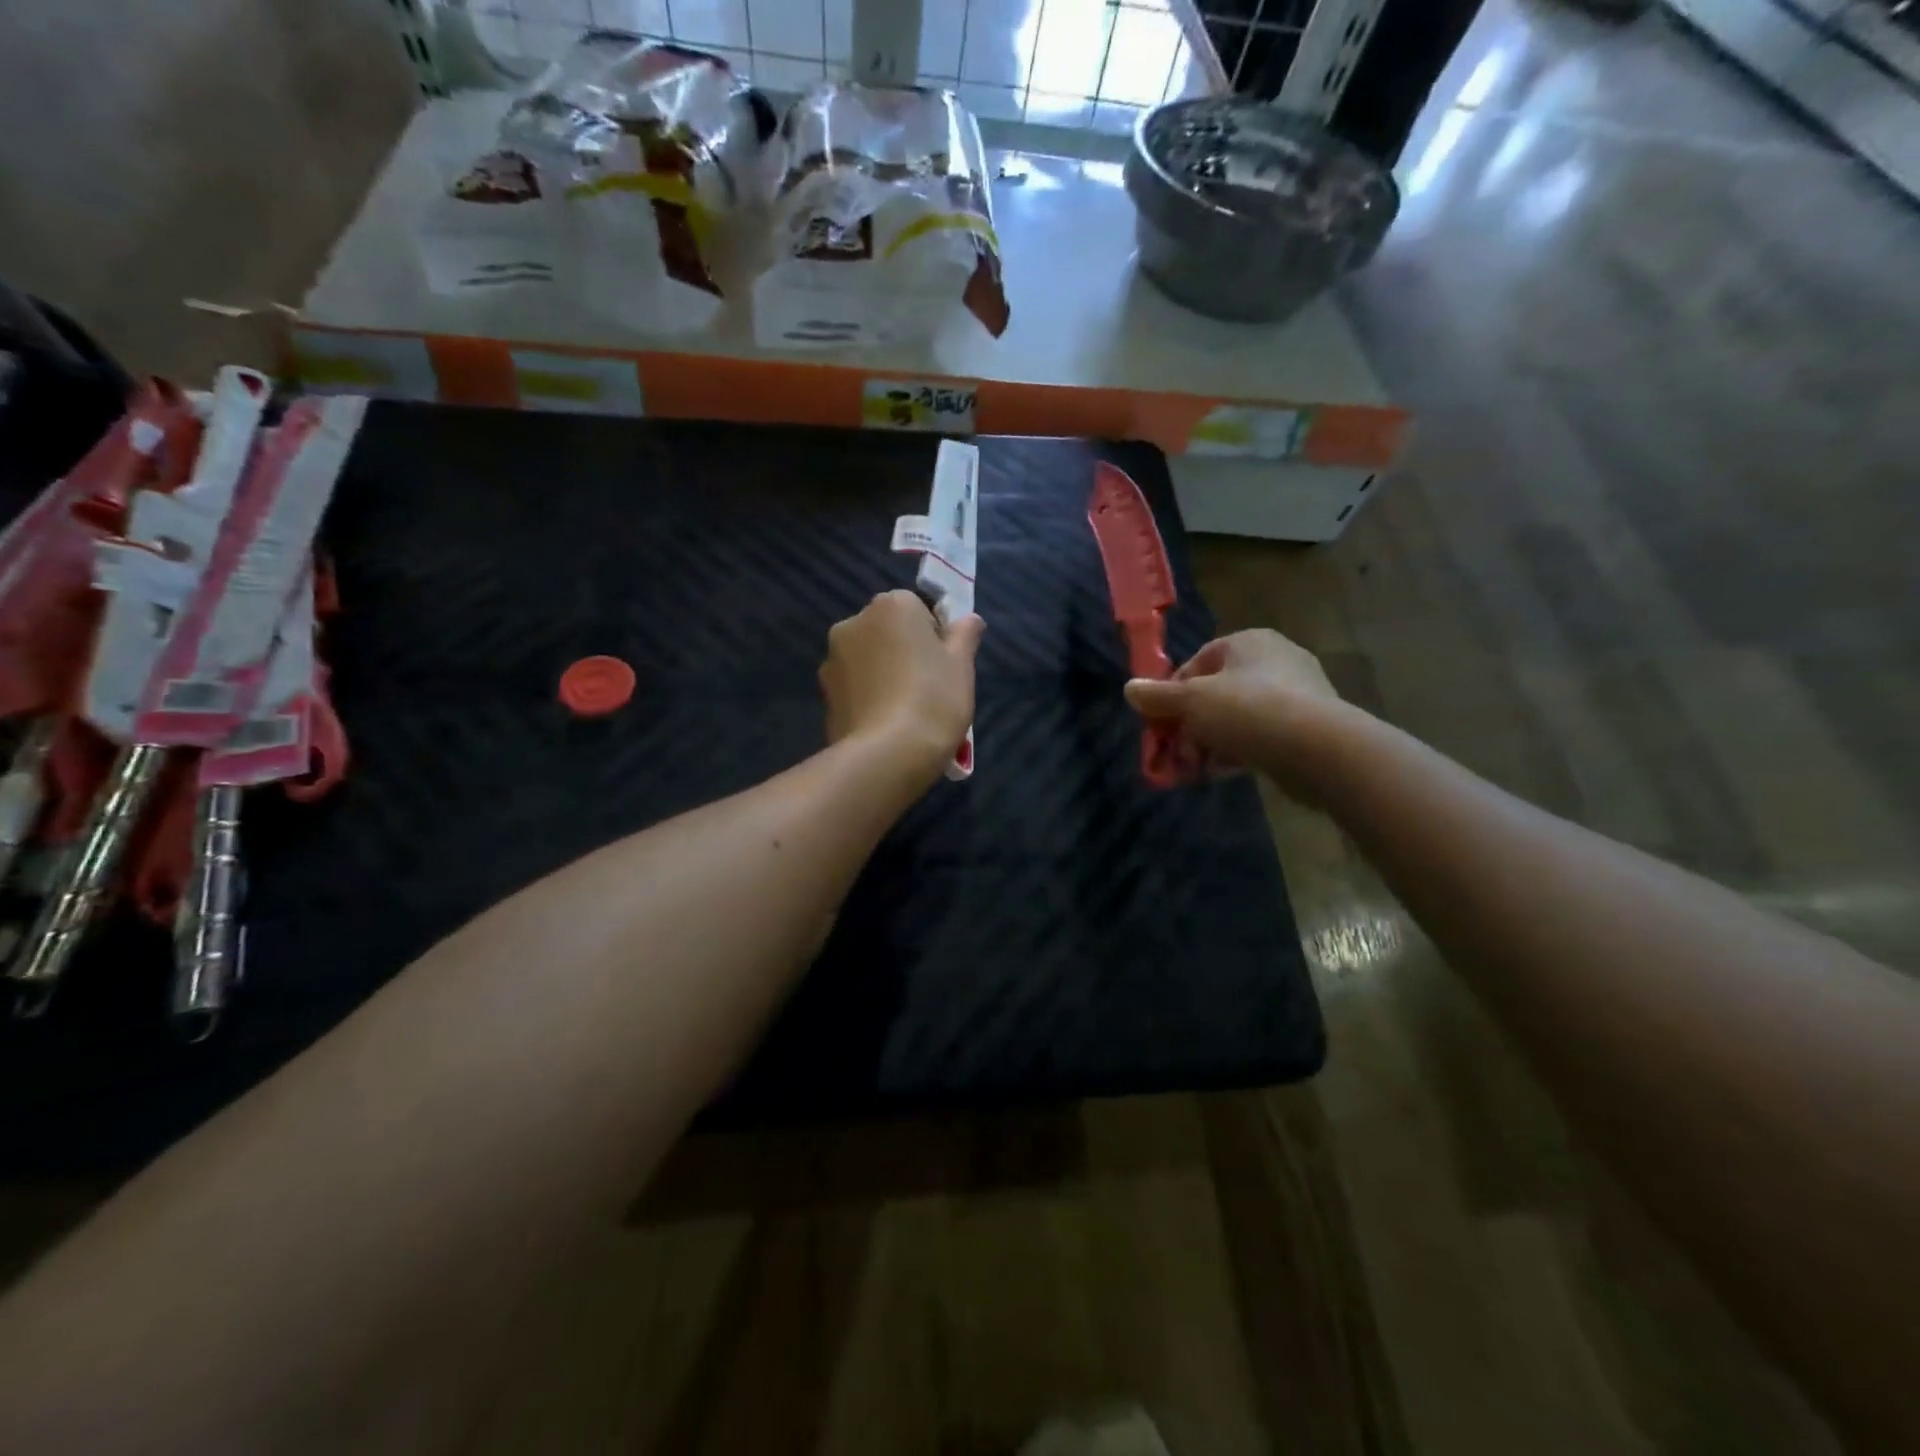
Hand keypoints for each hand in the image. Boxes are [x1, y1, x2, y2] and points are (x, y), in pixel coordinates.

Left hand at [820, 590, 983, 784]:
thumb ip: (965, 635)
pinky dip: (867, 699)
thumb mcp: (962, 665)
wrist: (886, 755)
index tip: (944, 667)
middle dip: (904, 653)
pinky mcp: (823, 694)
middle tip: (928, 690)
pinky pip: (853, 688)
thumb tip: (969, 620)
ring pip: (867, 661)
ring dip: (883, 676)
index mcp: (891, 605)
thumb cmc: (933, 699)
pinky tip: (884, 725)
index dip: (934, 638)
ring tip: (905, 714)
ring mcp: (832, 659)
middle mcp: (853, 622)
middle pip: (887, 633)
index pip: (917, 609)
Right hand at [1124, 630, 1346, 795]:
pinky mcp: (1308, 725)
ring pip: (1238, 716)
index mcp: (1248, 641)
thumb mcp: (1191, 701)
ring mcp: (1296, 693)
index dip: (1173, 693)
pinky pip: (1262, 734)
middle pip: (1216, 692)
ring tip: (1197, 768)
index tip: (1162, 722)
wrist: (1319, 749)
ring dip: (1212, 741)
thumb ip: (1158, 696)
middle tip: (1178, 751)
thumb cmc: (1247, 710)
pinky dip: (1240, 750)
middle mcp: (1275, 659)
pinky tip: (1224, 772)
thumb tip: (1129, 689)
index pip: (1197, 662)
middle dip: (1192, 724)